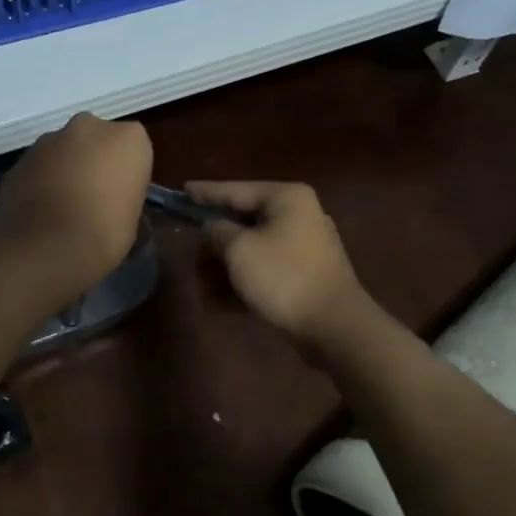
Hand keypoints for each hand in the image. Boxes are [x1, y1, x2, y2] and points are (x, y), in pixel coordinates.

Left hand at [0, 113, 151, 297]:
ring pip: (62, 152)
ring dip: (63, 170)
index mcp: (128, 138)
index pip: (132, 148)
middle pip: (94, 141)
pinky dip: (40, 183)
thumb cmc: (105, 234)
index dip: (125, 174)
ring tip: (62, 209)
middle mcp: (88, 127)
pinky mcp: (19, 159)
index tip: (120, 196)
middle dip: (92, 161)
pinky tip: (40, 213)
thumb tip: (107, 201)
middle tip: (92, 197)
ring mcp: (49, 139)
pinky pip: (37, 169)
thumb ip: (121, 195)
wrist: (47, 247)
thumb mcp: (132, 218)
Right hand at [187, 181, 369, 349]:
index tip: (182, 190)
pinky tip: (218, 302)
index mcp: (286, 198)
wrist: (333, 325)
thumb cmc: (283, 277)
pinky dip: (242, 282)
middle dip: (213, 243)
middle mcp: (298, 215)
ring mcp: (303, 247)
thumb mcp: (238, 250)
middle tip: (189, 254)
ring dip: (224, 268)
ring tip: (201, 287)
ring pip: (252, 249)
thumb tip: (211, 228)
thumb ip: (216, 232)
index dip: (205, 192)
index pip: (235, 190)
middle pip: (243, 222)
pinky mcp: (304, 275)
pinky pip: (265, 270)